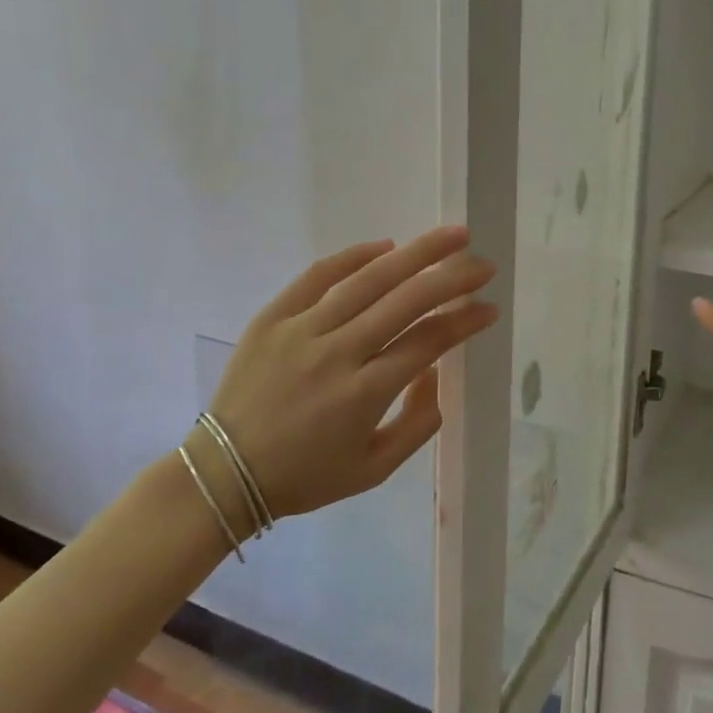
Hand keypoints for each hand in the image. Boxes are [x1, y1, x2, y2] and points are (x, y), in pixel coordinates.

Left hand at [205, 227, 498, 518]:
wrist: (223, 473)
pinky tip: (385, 246)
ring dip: (416, 254)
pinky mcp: (273, 317)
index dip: (465, 321)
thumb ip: (418, 424)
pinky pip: (318, 276)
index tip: (490, 307)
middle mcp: (338, 353)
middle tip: (483, 264)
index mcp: (365, 394)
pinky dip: (353, 257)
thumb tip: (436, 373)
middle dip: (452, 278)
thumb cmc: (305, 476)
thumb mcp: (374, 470)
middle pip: (407, 301)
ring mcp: (302, 330)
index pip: (429, 341)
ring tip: (451, 236)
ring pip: (369, 280)